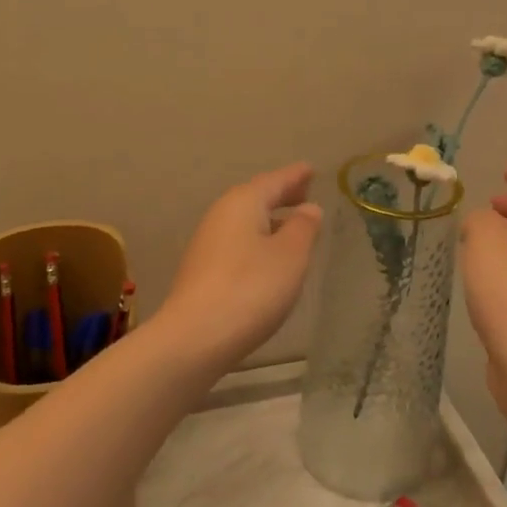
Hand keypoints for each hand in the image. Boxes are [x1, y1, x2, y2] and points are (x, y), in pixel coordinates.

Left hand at [159, 163, 323, 368]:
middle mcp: (221, 215)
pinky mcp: (203, 269)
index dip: (295, 176)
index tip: (311, 169)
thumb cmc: (251, 288)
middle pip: (255, 197)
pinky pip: (237, 241)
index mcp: (243, 202)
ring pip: (245, 220)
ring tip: (291, 224)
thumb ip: (303, 228)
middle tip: (304, 192)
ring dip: (268, 219)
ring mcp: (208, 242)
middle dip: (281, 195)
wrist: (195, 337)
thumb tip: (308, 208)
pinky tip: (268, 257)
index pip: (275, 181)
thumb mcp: (290, 256)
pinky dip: (257, 239)